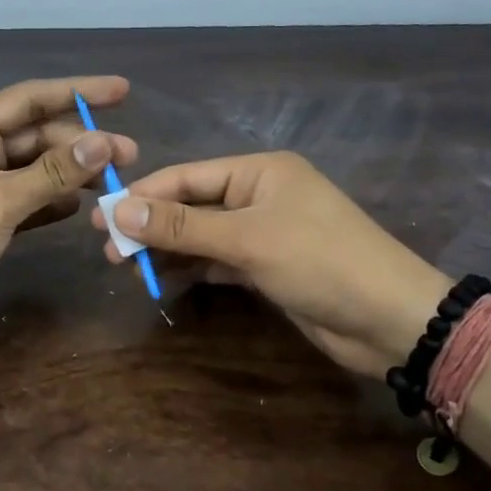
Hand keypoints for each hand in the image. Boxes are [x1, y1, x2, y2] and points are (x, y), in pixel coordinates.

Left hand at [0, 77, 137, 351]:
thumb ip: (53, 172)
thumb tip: (104, 143)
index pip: (29, 99)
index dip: (76, 92)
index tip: (121, 91)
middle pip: (36, 136)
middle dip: (81, 142)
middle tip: (129, 154)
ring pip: (35, 169)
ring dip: (71, 173)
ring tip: (114, 181)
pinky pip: (28, 200)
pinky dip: (53, 200)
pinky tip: (81, 206)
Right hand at [93, 151, 449, 375]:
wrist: (389, 319)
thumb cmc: (319, 261)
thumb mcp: (247, 239)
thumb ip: (182, 227)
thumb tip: (118, 212)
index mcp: (259, 171)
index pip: (187, 177)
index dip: (143, 196)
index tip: (101, 216)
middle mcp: (259, 195)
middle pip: (191, 205)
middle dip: (151, 226)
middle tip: (108, 251)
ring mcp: (264, 232)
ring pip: (202, 235)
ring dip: (167, 249)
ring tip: (126, 267)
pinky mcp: (267, 266)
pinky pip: (217, 260)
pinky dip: (192, 268)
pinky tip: (161, 278)